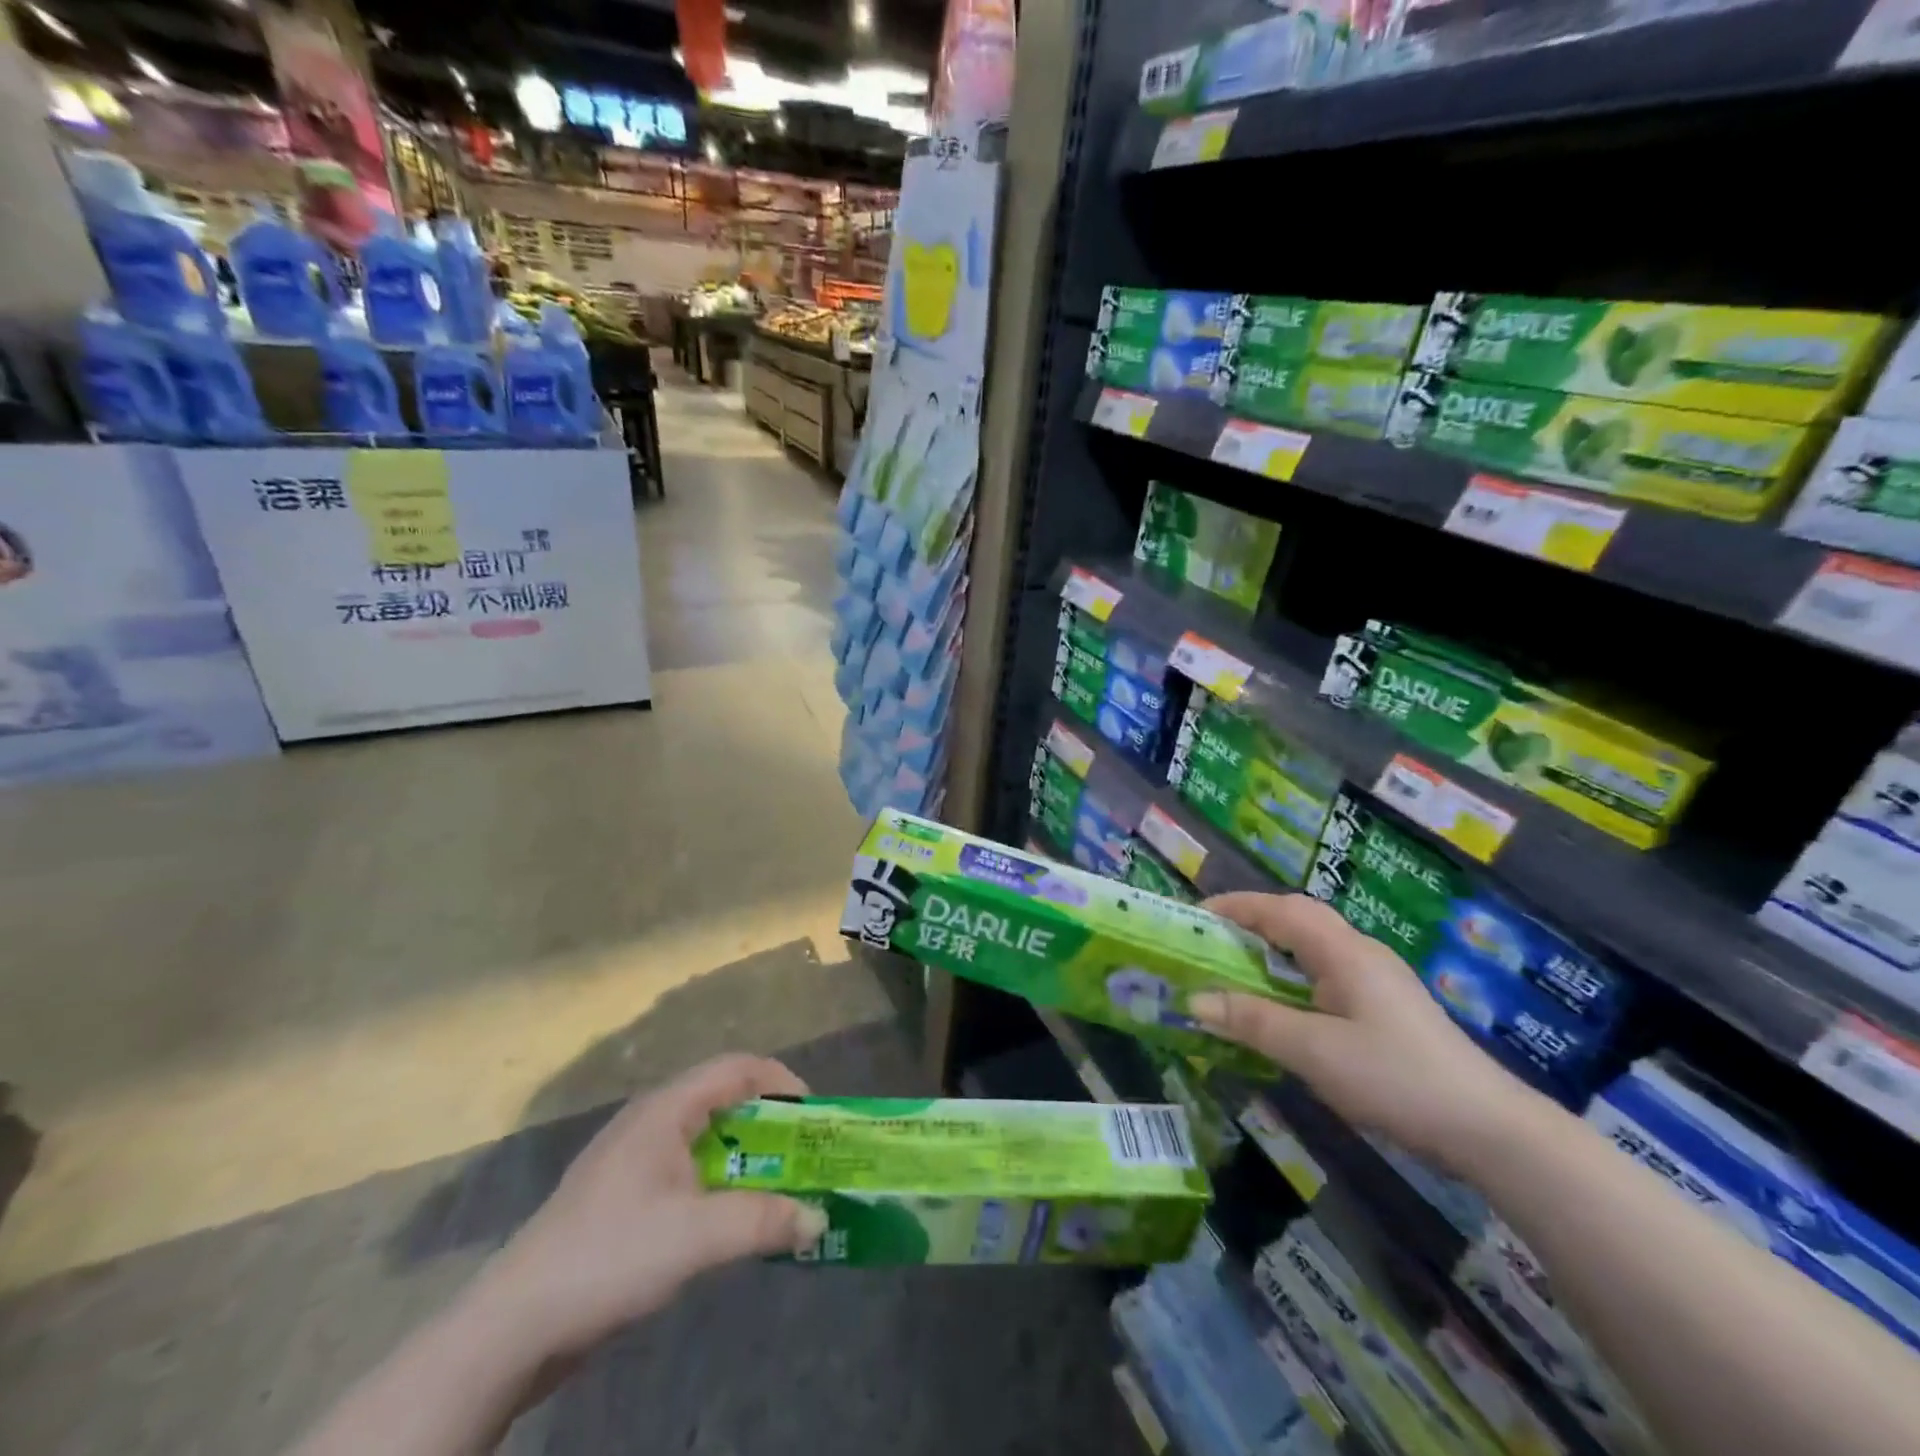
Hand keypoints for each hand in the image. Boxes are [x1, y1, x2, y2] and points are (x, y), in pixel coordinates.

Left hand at [470, 1054, 827, 1363]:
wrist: (512, 1326)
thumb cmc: (609, 1256)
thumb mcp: (696, 1237)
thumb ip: (764, 1221)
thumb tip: (819, 1218)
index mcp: (665, 1109)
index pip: (736, 1067)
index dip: (781, 1081)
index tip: (813, 1115)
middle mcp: (650, 1121)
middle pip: (723, 1100)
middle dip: (769, 1124)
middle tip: (804, 1156)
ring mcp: (632, 1160)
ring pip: (704, 1139)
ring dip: (746, 1158)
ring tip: (778, 1189)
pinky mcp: (620, 1197)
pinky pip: (685, 1171)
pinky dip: (718, 1183)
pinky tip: (727, 1221)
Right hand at [1191, 893, 1531, 1169]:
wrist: (1489, 1128)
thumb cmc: (1394, 1077)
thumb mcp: (1313, 1051)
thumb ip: (1252, 1021)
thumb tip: (1195, 999)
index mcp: (1343, 952)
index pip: (1280, 909)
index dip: (1235, 907)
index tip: (1194, 917)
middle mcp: (1361, 954)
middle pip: (1299, 919)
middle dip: (1252, 922)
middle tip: (1213, 941)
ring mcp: (1379, 980)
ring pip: (1315, 947)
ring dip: (1274, 948)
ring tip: (1238, 969)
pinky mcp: (1388, 1008)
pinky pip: (1328, 974)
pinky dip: (1294, 975)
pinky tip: (1286, 1007)